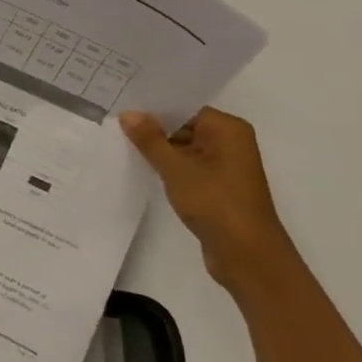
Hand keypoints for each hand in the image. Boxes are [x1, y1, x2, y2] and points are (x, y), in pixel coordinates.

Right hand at [119, 107, 303, 301]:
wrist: (248, 256)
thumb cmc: (216, 204)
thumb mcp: (177, 169)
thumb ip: (150, 140)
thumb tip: (128, 113)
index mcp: (228, 130)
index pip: (185, 107)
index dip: (153, 107)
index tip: (121, 104)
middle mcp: (229, 142)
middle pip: (183, 126)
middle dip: (152, 128)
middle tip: (113, 122)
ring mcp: (224, 166)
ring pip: (183, 147)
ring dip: (157, 149)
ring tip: (118, 141)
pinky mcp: (216, 186)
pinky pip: (187, 166)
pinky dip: (167, 166)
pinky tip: (139, 166)